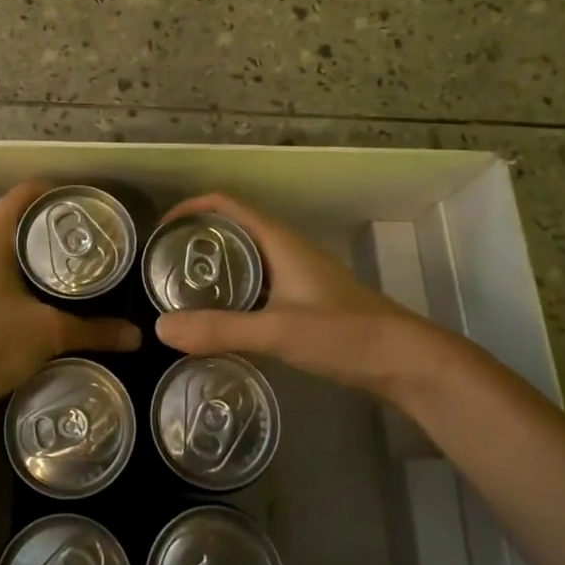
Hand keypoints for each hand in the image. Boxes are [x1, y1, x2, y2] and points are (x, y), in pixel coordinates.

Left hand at [0, 182, 140, 418]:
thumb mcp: (46, 333)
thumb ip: (93, 331)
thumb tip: (136, 337)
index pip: (31, 192)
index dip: (64, 195)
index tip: (95, 211)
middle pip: (20, 219)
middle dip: (56, 230)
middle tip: (95, 245)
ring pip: (5, 248)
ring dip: (36, 257)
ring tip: (76, 273)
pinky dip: (18, 277)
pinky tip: (41, 301)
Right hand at [153, 193, 473, 397]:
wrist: (405, 360)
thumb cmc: (344, 334)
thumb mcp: (277, 331)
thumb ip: (220, 329)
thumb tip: (159, 329)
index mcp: (278, 241)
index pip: (226, 205)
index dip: (190, 208)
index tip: (159, 232)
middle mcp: (285, 249)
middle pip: (231, 229)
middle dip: (195, 241)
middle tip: (161, 268)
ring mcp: (296, 275)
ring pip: (245, 258)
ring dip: (213, 267)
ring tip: (180, 292)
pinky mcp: (304, 300)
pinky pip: (257, 283)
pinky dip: (231, 291)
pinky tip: (219, 319)